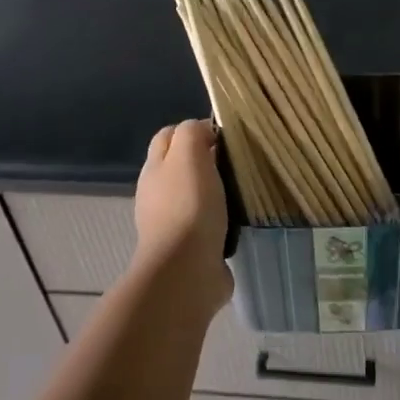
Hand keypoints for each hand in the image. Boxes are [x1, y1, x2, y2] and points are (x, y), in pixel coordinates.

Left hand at [131, 120, 232, 310]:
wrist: (187, 270)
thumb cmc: (188, 206)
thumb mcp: (189, 154)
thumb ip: (192, 133)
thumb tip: (203, 132)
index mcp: (154, 168)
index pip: (168, 136)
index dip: (193, 129)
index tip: (224, 135)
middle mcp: (158, 194)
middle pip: (182, 166)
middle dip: (207, 160)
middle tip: (237, 160)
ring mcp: (173, 224)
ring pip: (197, 196)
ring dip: (217, 192)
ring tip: (244, 189)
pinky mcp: (191, 249)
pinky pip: (210, 225)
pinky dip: (223, 220)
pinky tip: (241, 220)